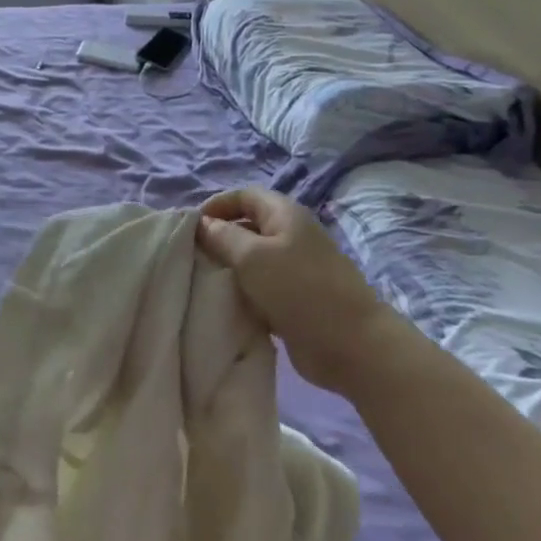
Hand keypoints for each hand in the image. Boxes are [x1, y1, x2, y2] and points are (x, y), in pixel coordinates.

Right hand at [196, 187, 391, 389]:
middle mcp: (290, 236)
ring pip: (250, 260)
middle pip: (246, 227)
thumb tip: (203, 225)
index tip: (190, 228)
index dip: (216, 205)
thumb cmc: (299, 289)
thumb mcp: (252, 256)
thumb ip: (222, 237)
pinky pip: (259, 287)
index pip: (244, 196)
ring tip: (202, 280)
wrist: (350, 344)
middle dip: (218, 238)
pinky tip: (225, 303)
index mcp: (285, 215)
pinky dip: (241, 292)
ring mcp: (294, 268)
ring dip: (227, 268)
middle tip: (191, 256)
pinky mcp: (294, 298)